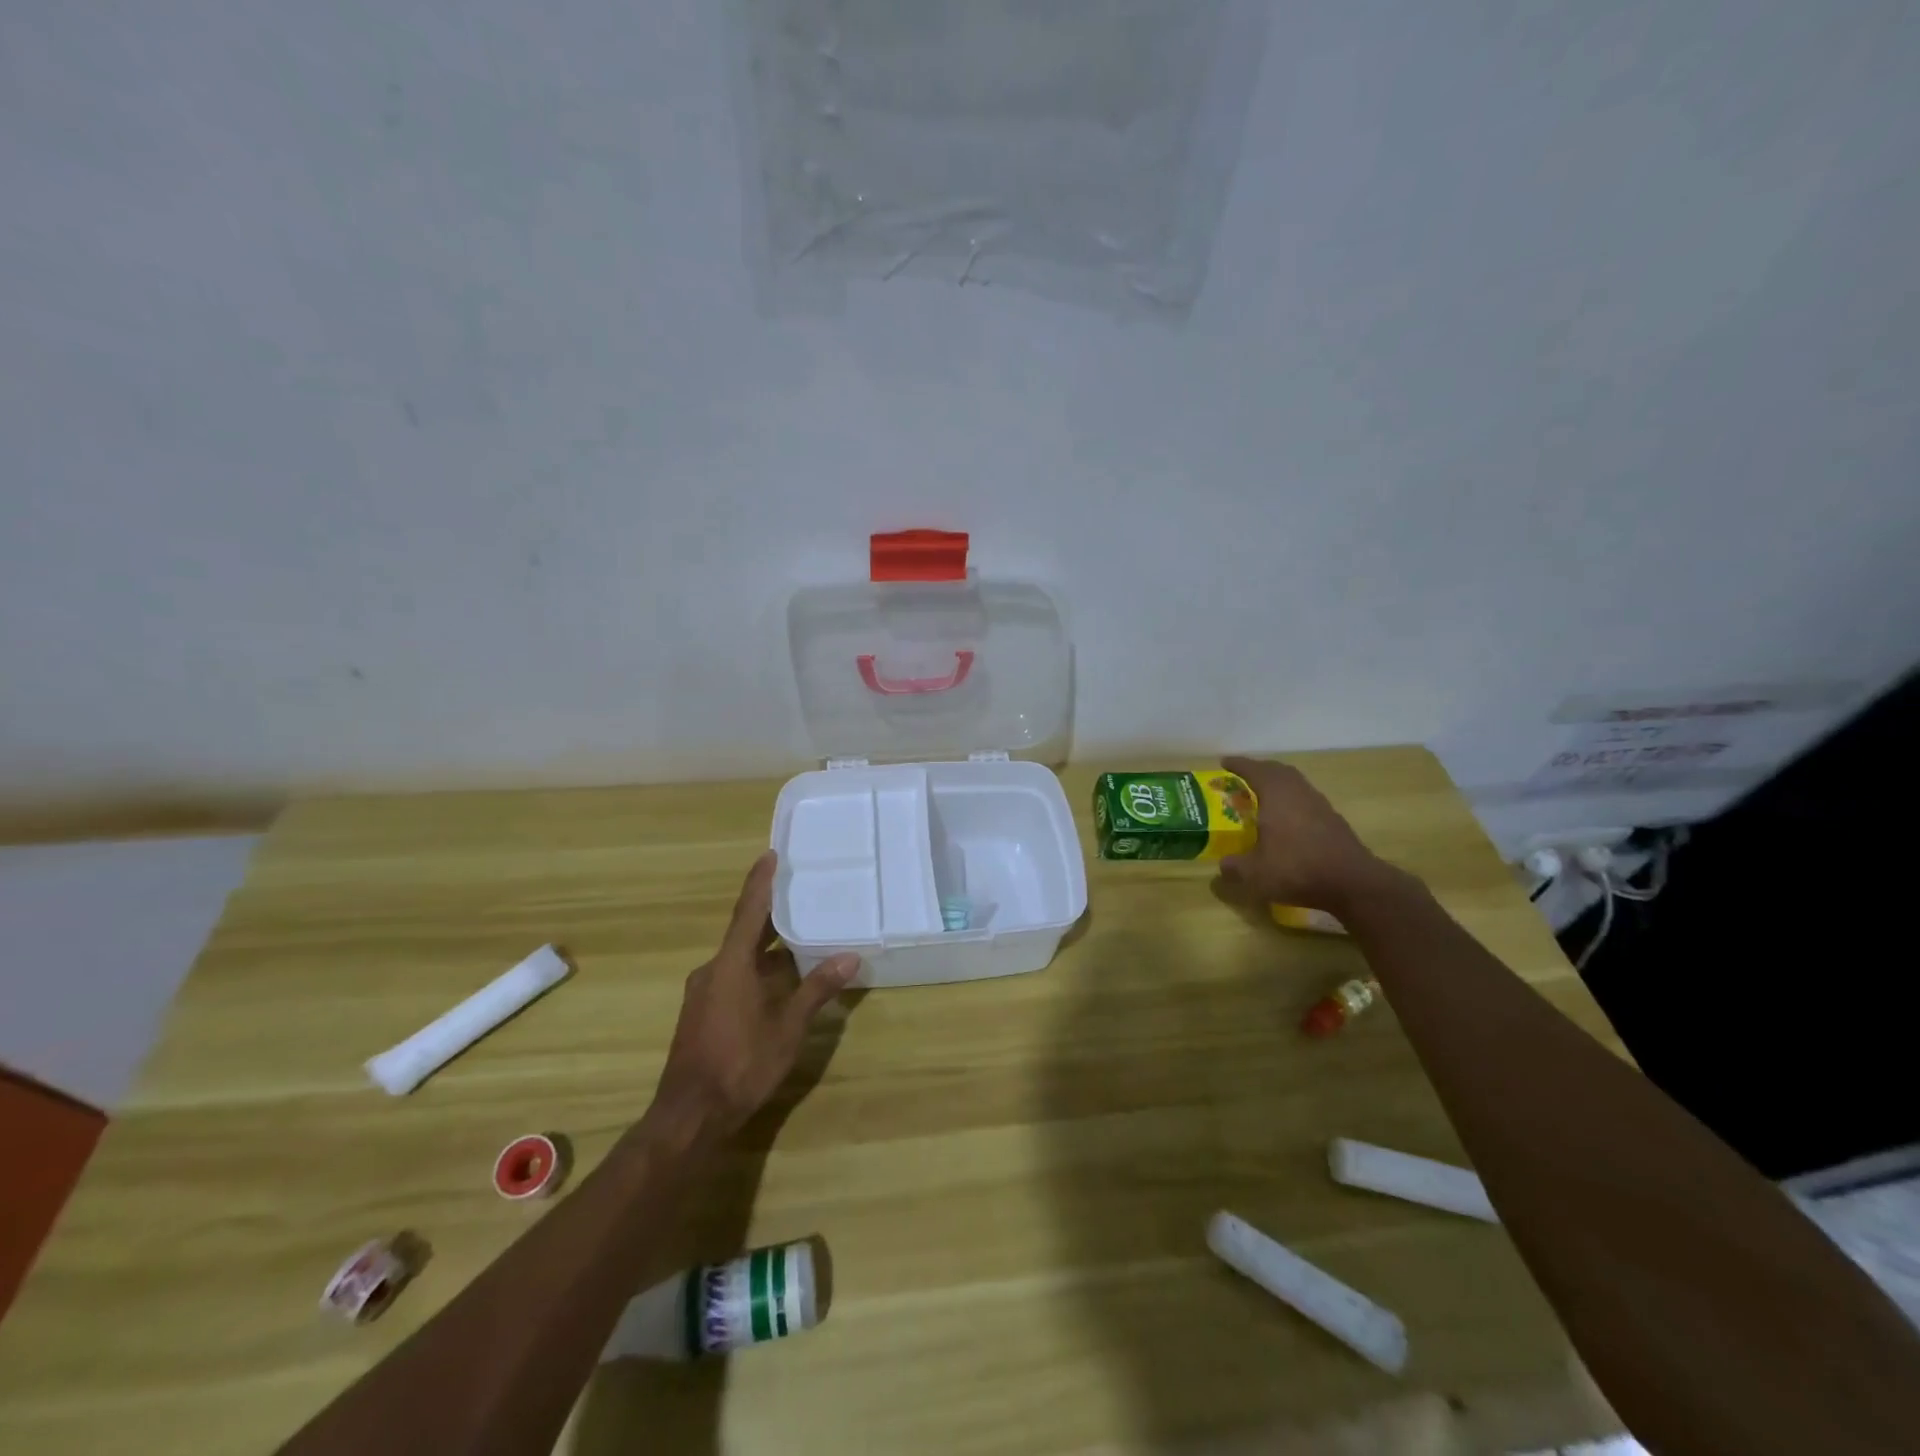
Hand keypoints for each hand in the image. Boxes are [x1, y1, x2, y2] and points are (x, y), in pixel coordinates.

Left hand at [649, 852, 857, 1137]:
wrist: (690, 1115)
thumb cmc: (741, 1064)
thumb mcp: (787, 1028)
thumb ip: (817, 990)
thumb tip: (849, 957)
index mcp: (731, 965)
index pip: (748, 911)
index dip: (760, 882)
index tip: (769, 854)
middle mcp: (713, 970)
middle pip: (745, 933)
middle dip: (772, 917)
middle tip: (801, 896)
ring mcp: (703, 993)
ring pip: (740, 959)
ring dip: (768, 950)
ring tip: (801, 940)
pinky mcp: (701, 1013)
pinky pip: (733, 977)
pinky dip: (757, 972)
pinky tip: (780, 983)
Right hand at [1216, 756, 1396, 914]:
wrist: (1352, 883)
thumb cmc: (1297, 869)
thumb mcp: (1256, 874)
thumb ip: (1235, 867)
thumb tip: (1223, 866)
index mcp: (1276, 795)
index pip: (1254, 770)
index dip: (1238, 764)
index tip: (1224, 762)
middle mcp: (1298, 793)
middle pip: (1279, 771)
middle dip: (1261, 769)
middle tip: (1245, 776)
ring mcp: (1320, 805)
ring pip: (1296, 784)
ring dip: (1279, 784)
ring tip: (1265, 796)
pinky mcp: (1334, 821)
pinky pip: (1307, 800)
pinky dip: (1293, 801)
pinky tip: (1288, 820)